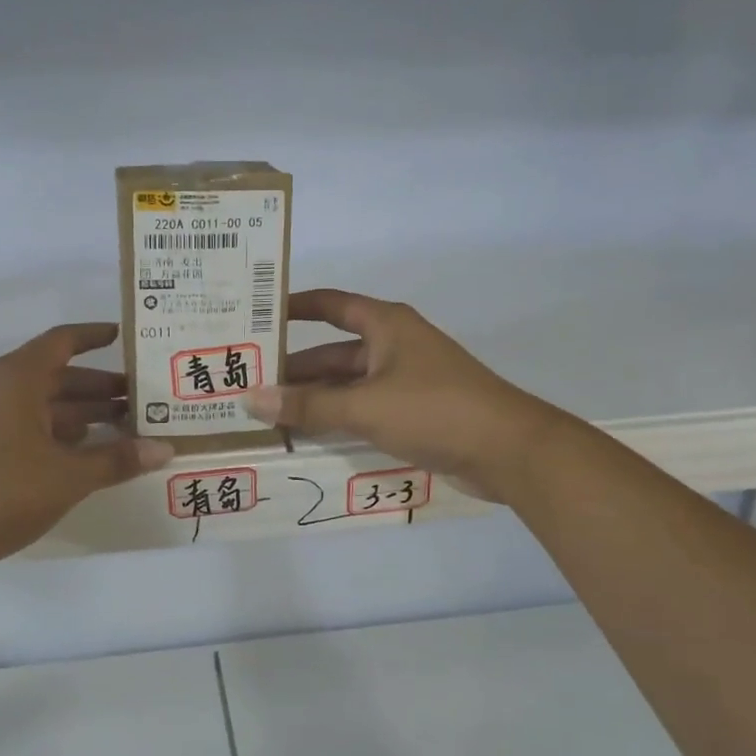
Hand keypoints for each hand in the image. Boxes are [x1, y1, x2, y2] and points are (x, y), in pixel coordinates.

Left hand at [0, 323, 173, 572]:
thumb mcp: (67, 477)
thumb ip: (117, 460)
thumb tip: (166, 448)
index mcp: (15, 379)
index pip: (61, 342)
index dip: (94, 336)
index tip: (124, 337)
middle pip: (52, 376)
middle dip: (96, 387)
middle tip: (137, 401)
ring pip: (33, 404)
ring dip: (74, 414)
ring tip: (115, 431)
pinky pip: (14, 425)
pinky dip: (47, 432)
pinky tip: (71, 457)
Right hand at [246, 289, 549, 499]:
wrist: (507, 451)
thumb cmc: (434, 409)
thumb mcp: (365, 406)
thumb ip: (309, 406)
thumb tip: (252, 399)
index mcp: (385, 325)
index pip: (329, 304)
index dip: (293, 306)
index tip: (256, 316)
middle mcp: (392, 346)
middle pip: (332, 352)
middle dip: (294, 368)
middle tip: (247, 381)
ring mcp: (404, 380)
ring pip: (347, 385)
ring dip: (313, 399)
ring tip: (267, 414)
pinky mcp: (413, 412)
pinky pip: (364, 409)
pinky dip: (337, 419)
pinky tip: (307, 436)